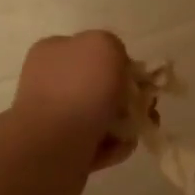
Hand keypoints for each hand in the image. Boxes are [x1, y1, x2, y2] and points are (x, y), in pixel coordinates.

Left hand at [12, 31, 136, 179]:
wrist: (52, 147)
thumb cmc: (79, 89)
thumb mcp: (104, 45)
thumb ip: (114, 47)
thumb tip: (116, 68)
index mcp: (52, 52)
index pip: (91, 50)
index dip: (119, 61)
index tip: (136, 77)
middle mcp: (49, 82)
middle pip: (100, 85)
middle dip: (127, 97)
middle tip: (144, 108)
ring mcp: (53, 117)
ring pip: (101, 116)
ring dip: (124, 124)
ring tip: (132, 132)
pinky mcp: (61, 149)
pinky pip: (97, 144)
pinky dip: (112, 146)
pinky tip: (117, 147)